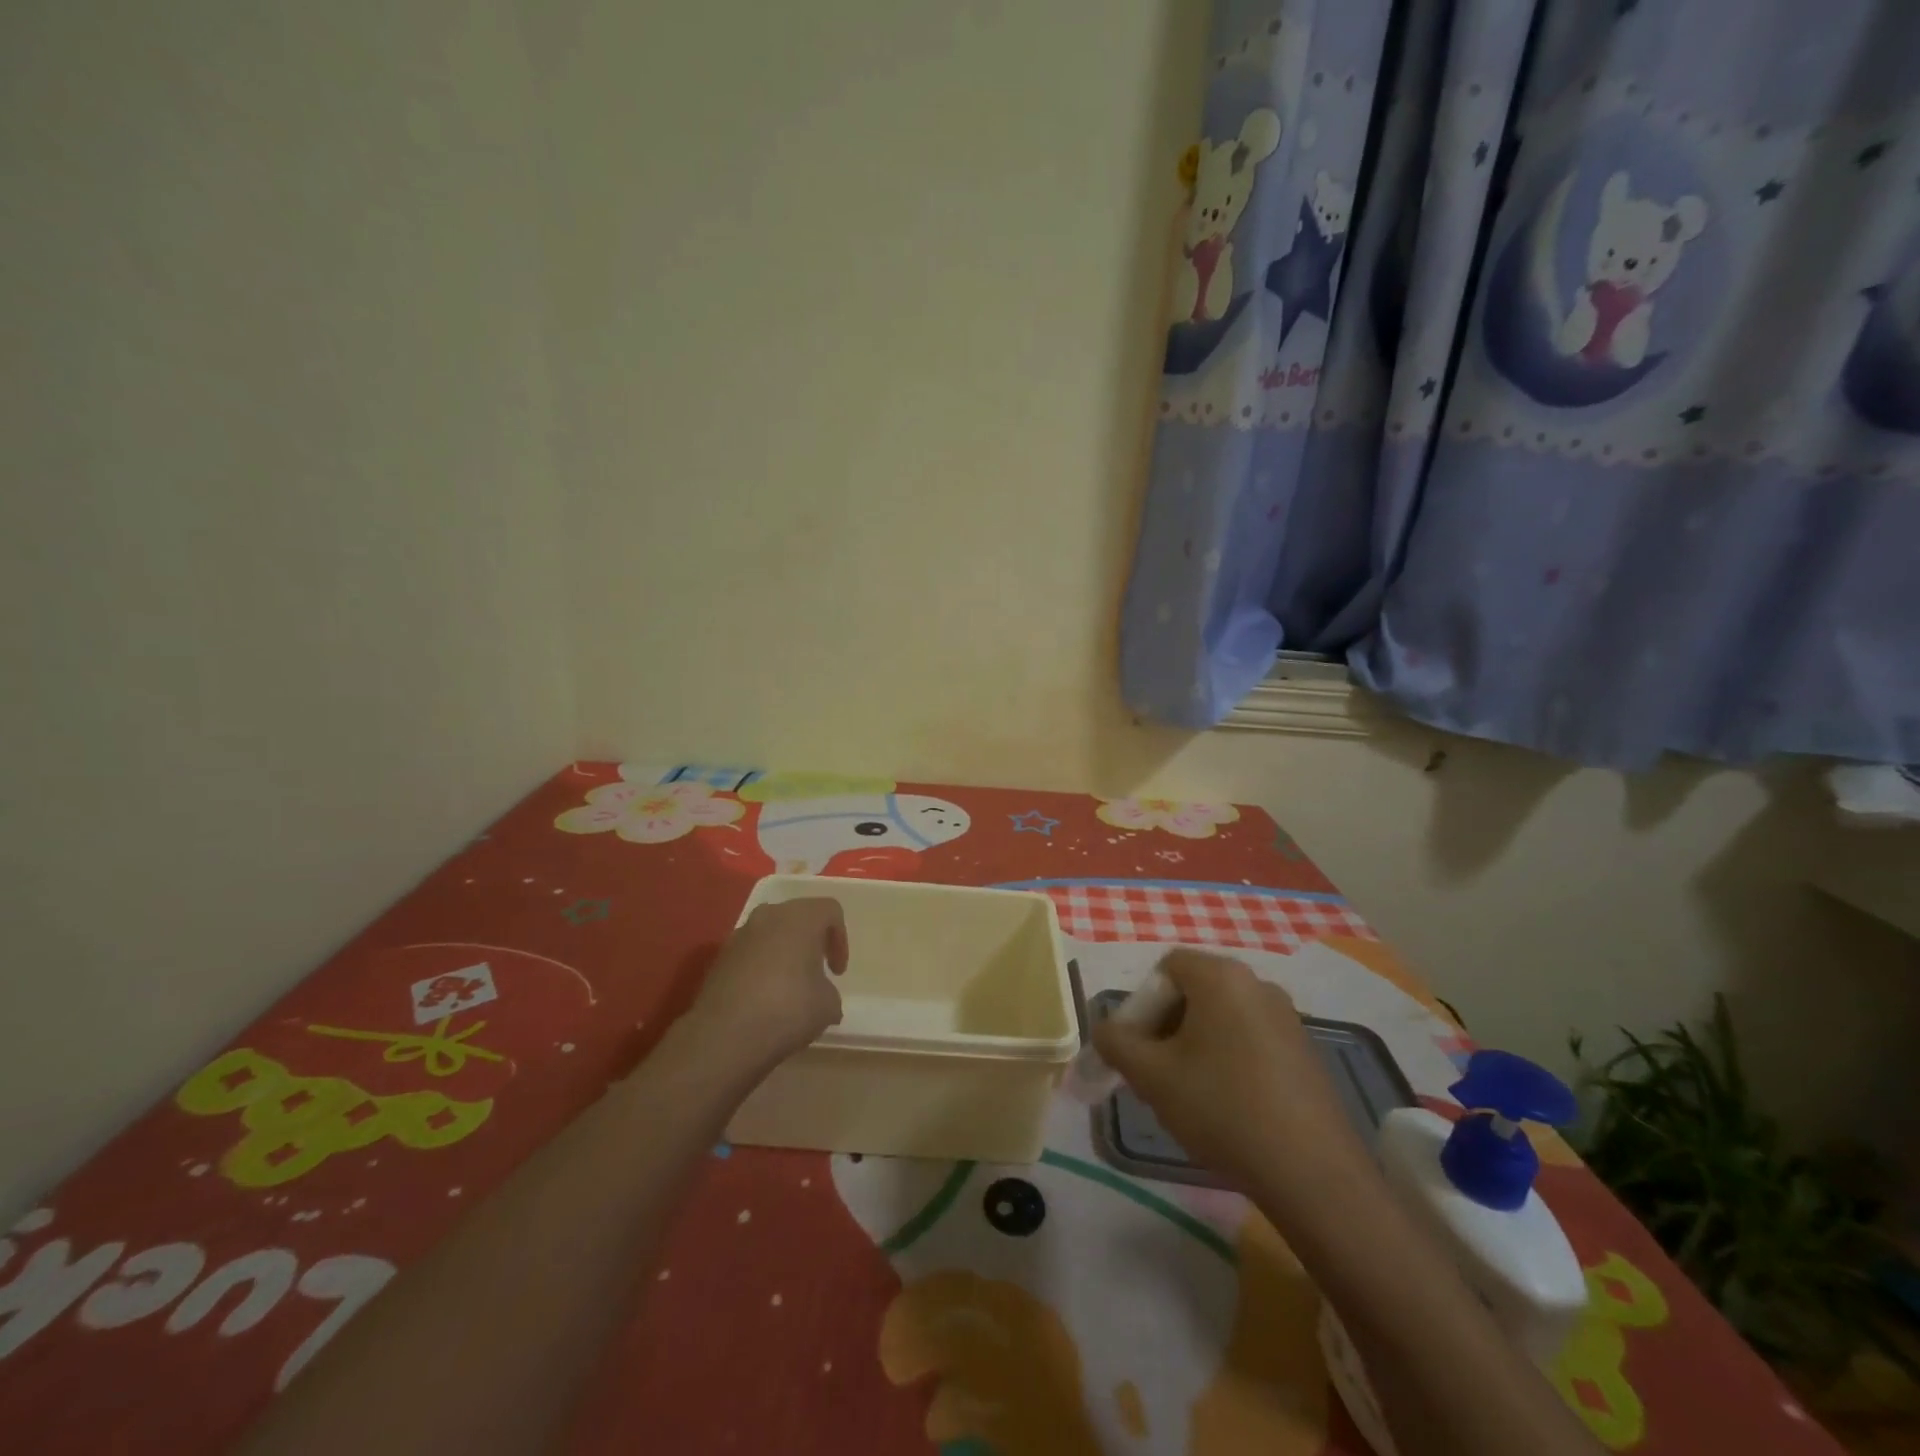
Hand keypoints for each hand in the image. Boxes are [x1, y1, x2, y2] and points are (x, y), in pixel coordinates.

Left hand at [682, 898, 847, 1076]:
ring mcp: (739, 935)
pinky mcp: (718, 958)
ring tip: (788, 987)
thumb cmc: (787, 1010)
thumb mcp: (827, 1005)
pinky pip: (749, 954)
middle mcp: (769, 916)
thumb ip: (829, 991)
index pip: (830, 911)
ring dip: (783, 953)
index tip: (836, 973)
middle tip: (816, 971)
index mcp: (801, 918)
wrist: (723, 1036)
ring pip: (770, 934)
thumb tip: (820, 996)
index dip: (840, 939)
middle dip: (810, 941)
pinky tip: (762, 1000)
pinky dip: (760, 968)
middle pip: (798, 917)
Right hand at [1092, 950, 1367, 1197]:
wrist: (1312, 1173)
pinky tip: (1228, 1105)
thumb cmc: (1222, 1108)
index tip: (1137, 1048)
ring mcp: (1287, 1017)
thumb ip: (1116, 1042)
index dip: (1142, 1003)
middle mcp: (1257, 984)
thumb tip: (1106, 1030)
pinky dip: (1228, 1059)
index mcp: (1221, 976)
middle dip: (1166, 1025)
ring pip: (1221, 1018)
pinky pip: (1250, 1039)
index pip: (1166, 968)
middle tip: (1155, 1072)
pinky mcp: (1305, 1051)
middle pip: (1194, 990)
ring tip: (1189, 1093)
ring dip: (1195, 1044)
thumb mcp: (1152, 1076)